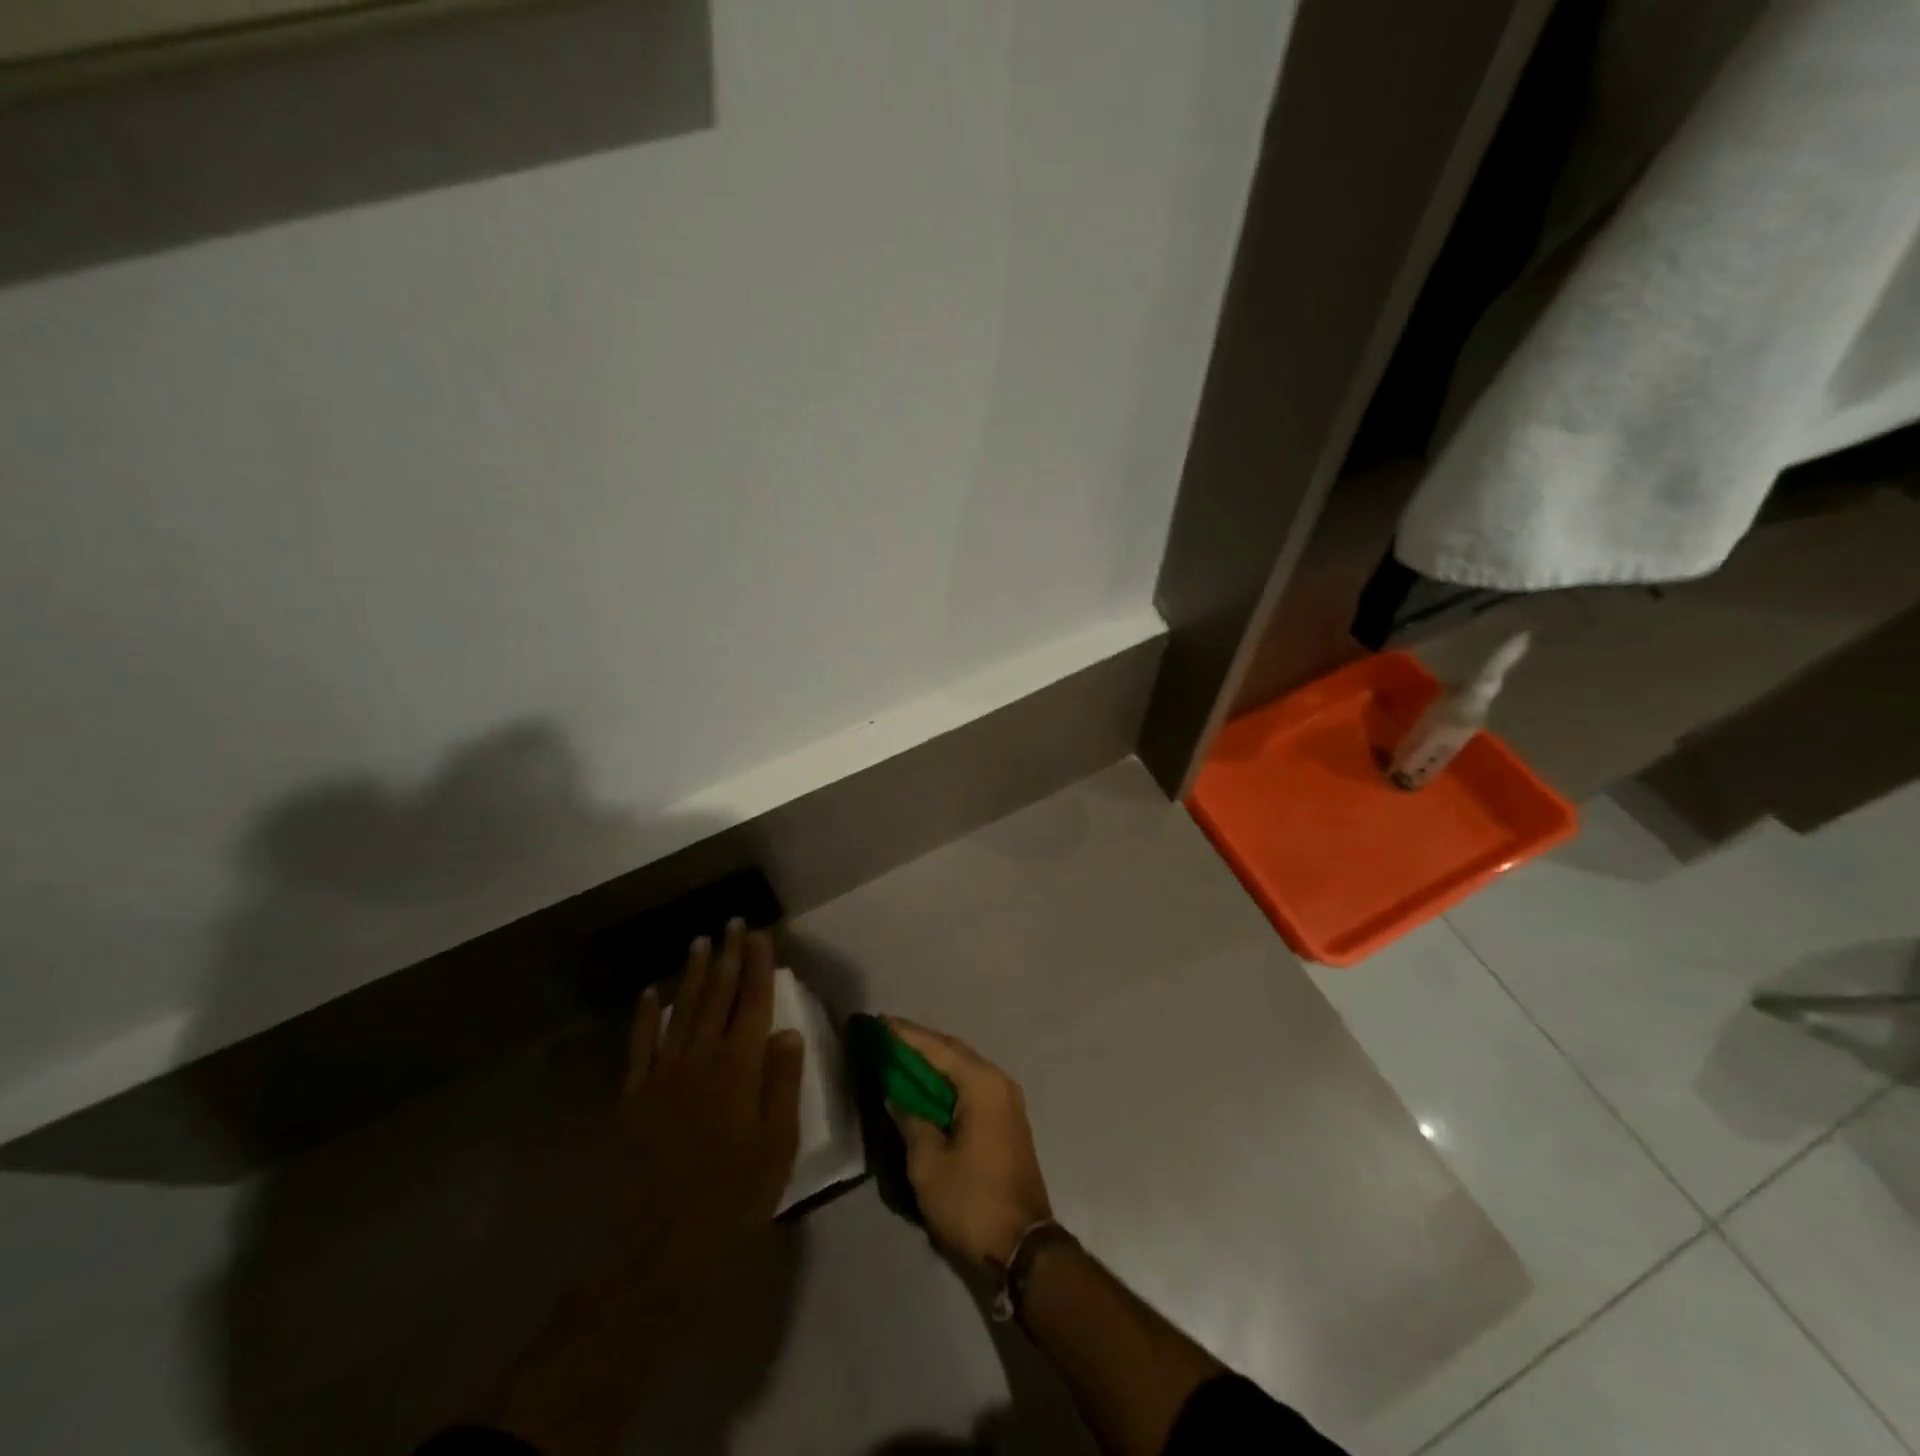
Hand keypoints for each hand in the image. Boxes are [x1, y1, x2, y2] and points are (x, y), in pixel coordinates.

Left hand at [614, 921, 805, 1300]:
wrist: (663, 1246)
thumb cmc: (736, 1195)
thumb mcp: (778, 1144)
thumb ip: (782, 1083)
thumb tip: (786, 1031)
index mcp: (738, 1069)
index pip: (752, 1003)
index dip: (758, 966)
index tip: (760, 935)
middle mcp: (700, 1059)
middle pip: (717, 997)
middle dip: (727, 957)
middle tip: (732, 924)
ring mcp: (663, 1075)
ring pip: (681, 1011)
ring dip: (692, 975)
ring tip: (700, 943)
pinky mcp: (636, 1096)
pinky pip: (640, 1045)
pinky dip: (645, 1016)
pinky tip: (651, 993)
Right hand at [886, 1019, 1053, 1272]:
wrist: (1023, 1248)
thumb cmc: (971, 1201)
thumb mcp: (928, 1163)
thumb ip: (910, 1120)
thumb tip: (896, 1095)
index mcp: (982, 1084)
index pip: (938, 1048)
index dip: (906, 1035)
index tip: (879, 1022)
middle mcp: (999, 1082)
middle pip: (953, 1053)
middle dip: (919, 1044)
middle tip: (885, 1036)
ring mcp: (1006, 1102)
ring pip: (963, 1069)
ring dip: (933, 1063)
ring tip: (899, 1056)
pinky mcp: (1006, 1121)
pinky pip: (971, 1087)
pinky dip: (946, 1083)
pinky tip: (924, 1087)